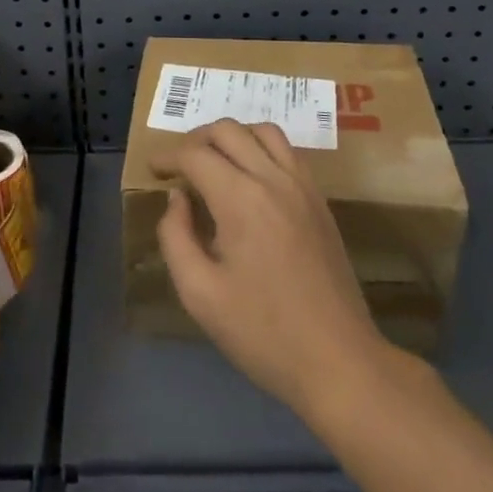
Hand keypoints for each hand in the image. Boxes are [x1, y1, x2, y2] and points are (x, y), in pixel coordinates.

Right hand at [156, 120, 390, 424]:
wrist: (338, 360)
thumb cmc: (262, 333)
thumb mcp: (200, 294)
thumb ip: (176, 238)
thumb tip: (176, 199)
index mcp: (240, 199)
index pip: (196, 154)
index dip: (169, 156)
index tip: (154, 169)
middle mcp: (273, 178)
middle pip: (228, 130)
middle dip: (196, 140)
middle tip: (179, 165)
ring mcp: (302, 186)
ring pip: (263, 131)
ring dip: (233, 136)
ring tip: (215, 162)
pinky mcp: (320, 200)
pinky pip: (288, 151)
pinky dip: (262, 148)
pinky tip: (251, 177)